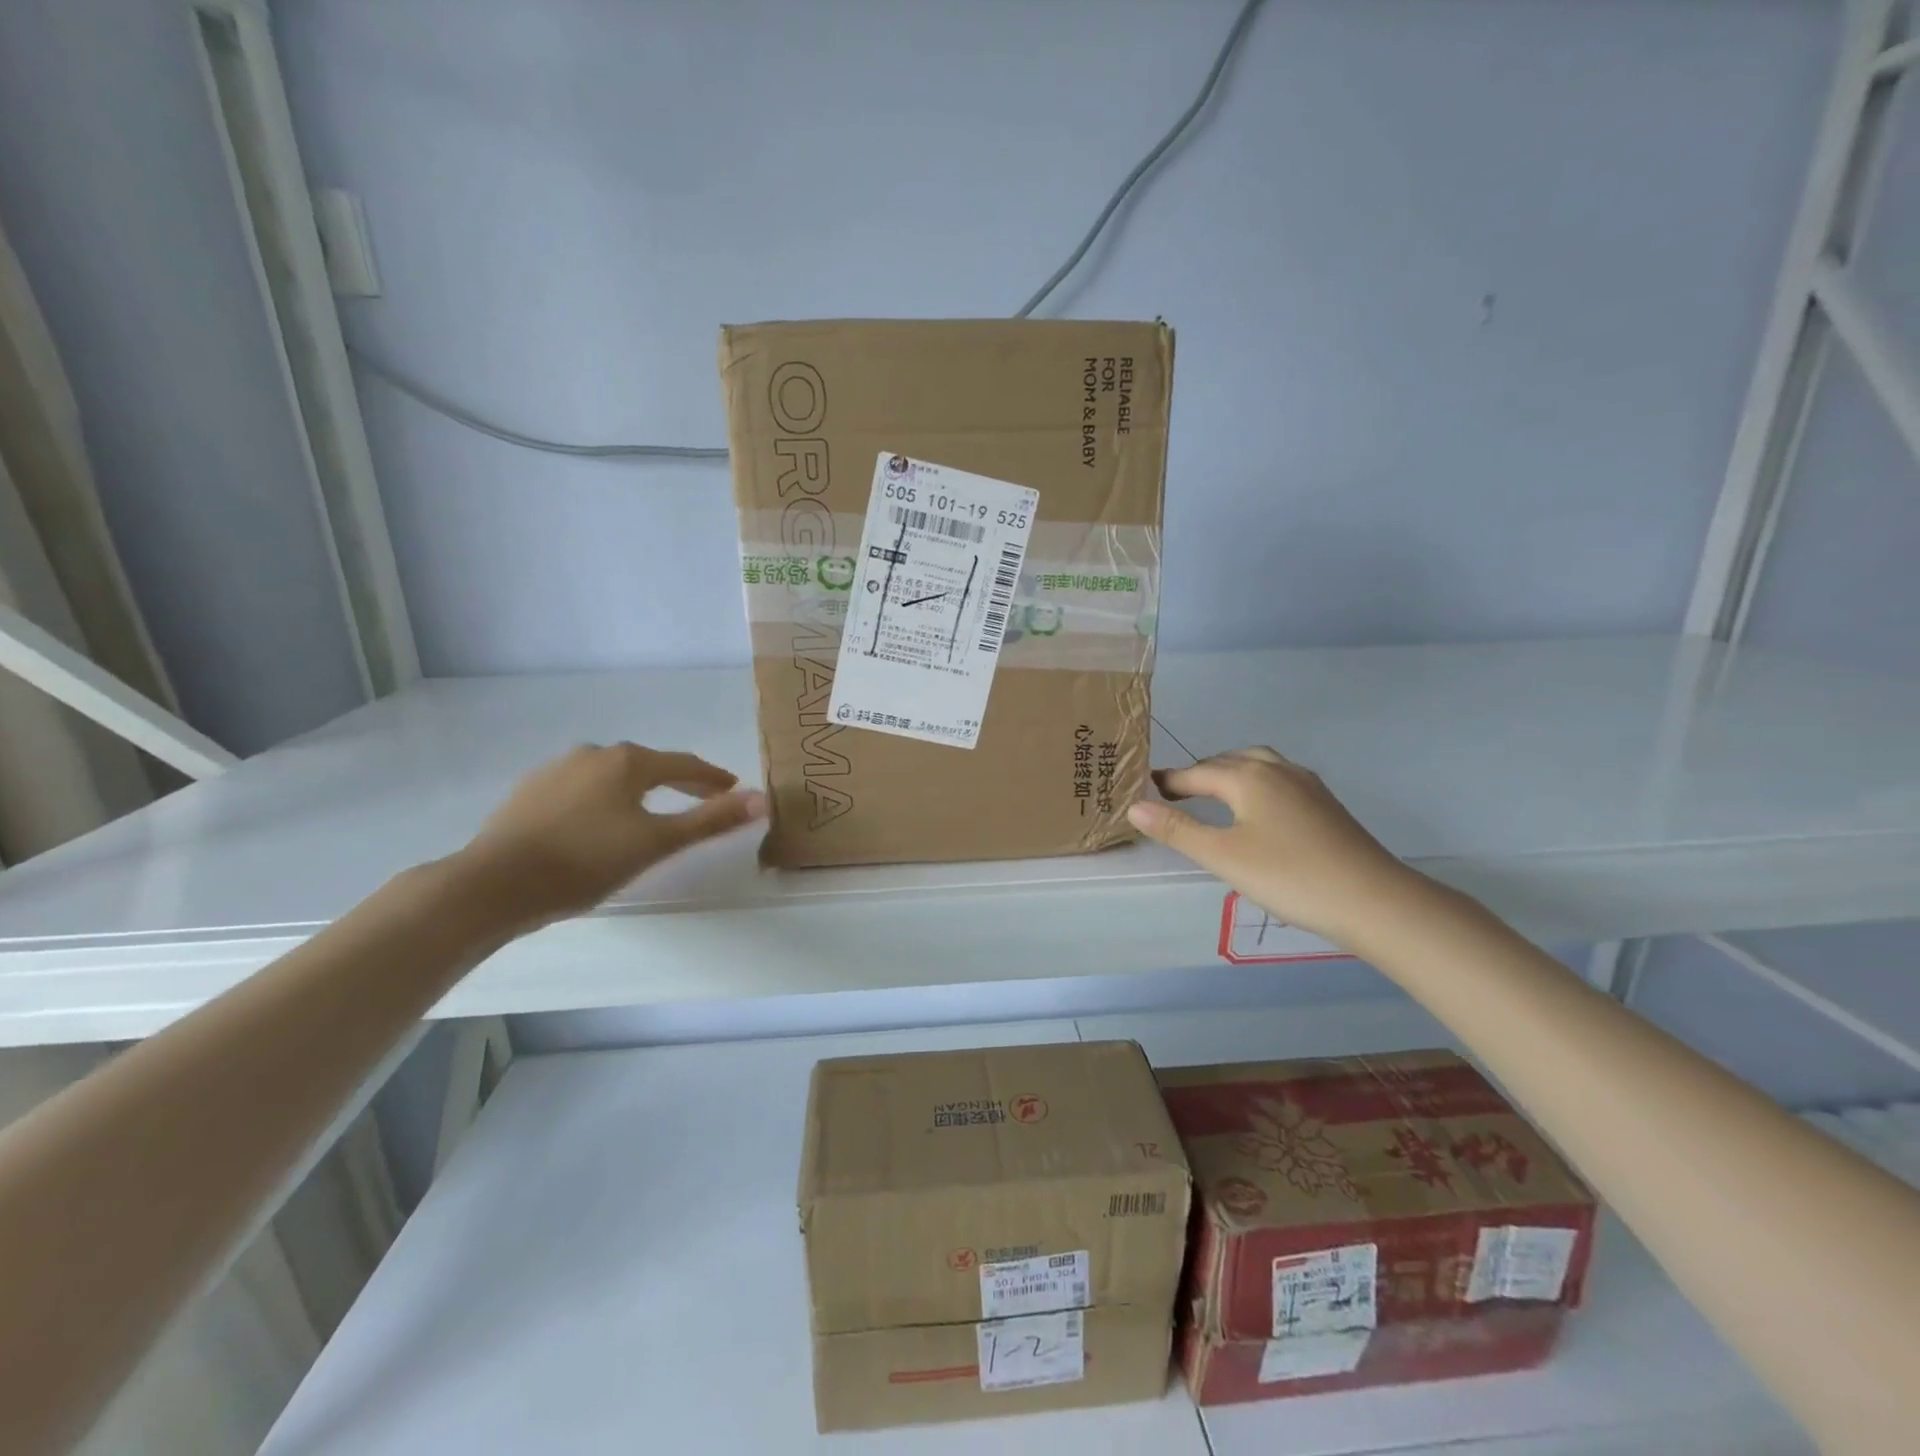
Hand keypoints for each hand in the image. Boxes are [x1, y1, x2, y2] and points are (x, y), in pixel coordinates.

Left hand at [457, 743, 765, 928]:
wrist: (492, 884)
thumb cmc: (585, 861)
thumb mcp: (657, 843)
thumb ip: (711, 820)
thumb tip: (762, 799)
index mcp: (627, 761)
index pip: (683, 764)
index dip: (711, 777)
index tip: (732, 788)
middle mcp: (592, 754)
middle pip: (647, 765)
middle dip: (677, 780)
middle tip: (700, 796)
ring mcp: (554, 770)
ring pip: (611, 775)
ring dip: (637, 789)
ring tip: (651, 809)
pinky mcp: (527, 792)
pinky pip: (580, 789)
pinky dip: (602, 799)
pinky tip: (598, 821)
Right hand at [1126, 746, 1412, 946]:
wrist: (1373, 899)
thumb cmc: (1288, 876)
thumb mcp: (1222, 856)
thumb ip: (1177, 829)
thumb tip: (1134, 806)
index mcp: (1247, 776)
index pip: (1195, 773)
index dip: (1168, 782)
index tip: (1145, 788)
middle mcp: (1276, 769)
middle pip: (1227, 761)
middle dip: (1198, 774)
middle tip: (1175, 794)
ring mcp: (1306, 784)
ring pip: (1257, 765)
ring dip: (1230, 773)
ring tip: (1214, 795)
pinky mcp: (1326, 803)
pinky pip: (1278, 779)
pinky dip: (1255, 784)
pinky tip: (1258, 811)